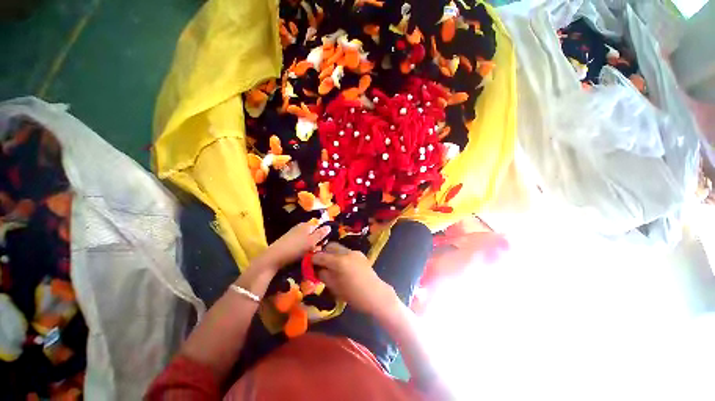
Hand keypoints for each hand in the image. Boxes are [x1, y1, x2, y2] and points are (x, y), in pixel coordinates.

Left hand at [256, 222, 330, 271]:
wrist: (274, 257)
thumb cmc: (295, 249)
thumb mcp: (311, 242)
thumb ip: (321, 234)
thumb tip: (329, 226)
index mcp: (307, 225)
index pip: (320, 226)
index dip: (324, 234)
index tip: (325, 244)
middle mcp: (301, 226)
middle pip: (313, 232)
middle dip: (317, 241)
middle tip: (318, 250)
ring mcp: (294, 233)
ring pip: (307, 238)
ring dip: (310, 245)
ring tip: (311, 254)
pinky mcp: (289, 240)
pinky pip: (301, 242)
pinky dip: (303, 247)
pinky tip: (302, 254)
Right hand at [312, 243, 397, 315]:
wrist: (376, 294)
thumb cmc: (354, 295)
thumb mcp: (335, 287)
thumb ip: (323, 275)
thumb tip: (316, 269)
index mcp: (339, 261)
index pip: (321, 255)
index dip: (312, 259)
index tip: (309, 263)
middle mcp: (346, 252)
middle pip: (330, 246)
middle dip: (323, 252)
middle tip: (319, 263)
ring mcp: (354, 252)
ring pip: (338, 247)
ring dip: (332, 253)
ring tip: (330, 264)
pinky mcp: (360, 254)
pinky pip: (346, 251)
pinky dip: (340, 255)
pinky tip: (341, 265)